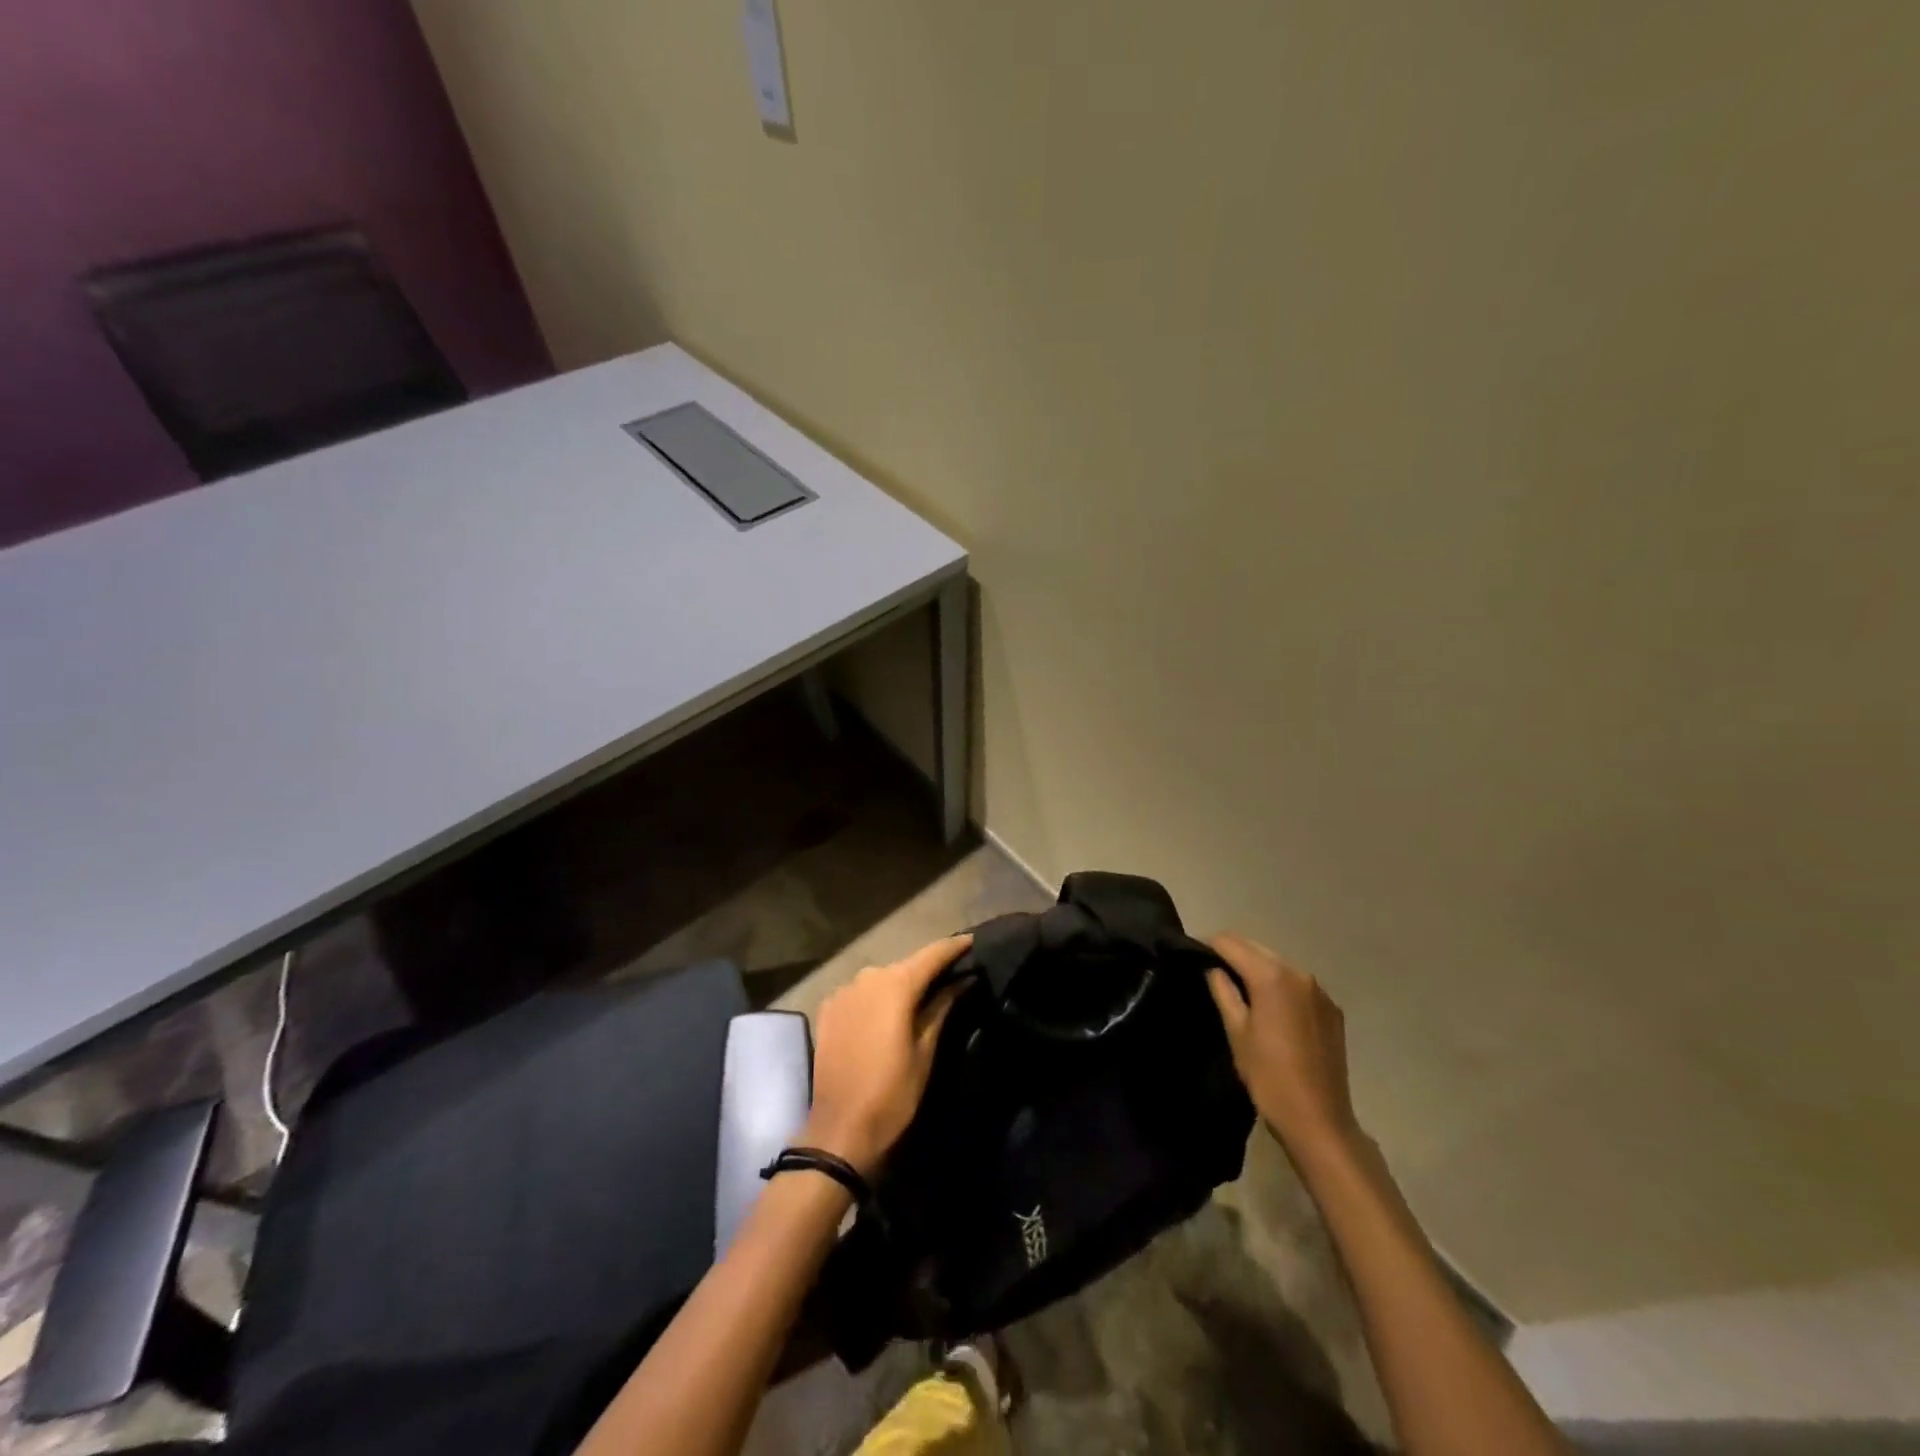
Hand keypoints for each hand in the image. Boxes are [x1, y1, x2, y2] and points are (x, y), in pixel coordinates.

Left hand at [800, 935, 970, 1176]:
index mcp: (895, 984)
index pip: (932, 954)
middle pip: (905, 965)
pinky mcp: (828, 1009)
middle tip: (952, 976)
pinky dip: (876, 998)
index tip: (973, 940)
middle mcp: (867, 977)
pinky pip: (860, 994)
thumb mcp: (925, 1051)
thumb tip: (962, 980)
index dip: (954, 946)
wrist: (839, 1131)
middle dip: (928, 969)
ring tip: (920, 997)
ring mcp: (843, 992)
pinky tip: (886, 1014)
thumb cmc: (892, 1093)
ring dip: (900, 985)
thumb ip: (942, 1007)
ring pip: (881, 979)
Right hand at [1205, 933, 1360, 1162]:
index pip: (1231, 942)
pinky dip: (1280, 986)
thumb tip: (1212, 968)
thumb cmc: (1269, 1076)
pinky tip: (1271, 1010)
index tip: (1193, 956)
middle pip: (1256, 948)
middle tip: (1211, 972)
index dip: (1208, 945)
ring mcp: (1320, 991)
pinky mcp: (1332, 1010)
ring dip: (1257, 969)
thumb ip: (1222, 990)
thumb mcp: (1236, 1031)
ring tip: (1239, 990)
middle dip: (1233, 954)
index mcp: (1271, 976)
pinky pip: (1298, 985)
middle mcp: (1299, 973)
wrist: (1319, 1120)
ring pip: (1278, 964)